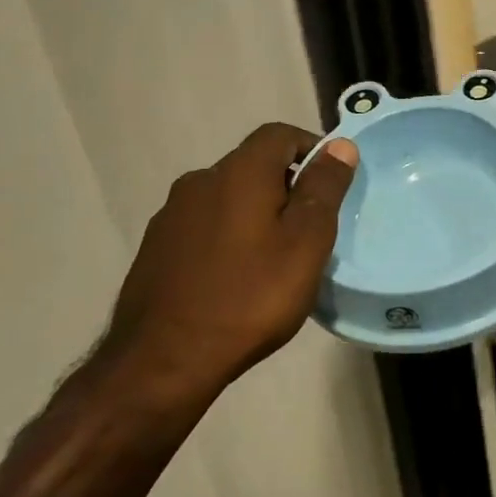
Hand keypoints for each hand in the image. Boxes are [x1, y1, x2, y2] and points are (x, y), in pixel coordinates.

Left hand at [104, 123, 357, 397]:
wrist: (163, 361)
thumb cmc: (250, 297)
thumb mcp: (306, 242)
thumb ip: (324, 188)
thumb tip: (339, 145)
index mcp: (238, 172)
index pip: (280, 134)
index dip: (312, 148)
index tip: (332, 183)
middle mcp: (199, 181)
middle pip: (253, 165)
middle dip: (286, 185)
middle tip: (310, 228)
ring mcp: (171, 215)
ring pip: (227, 197)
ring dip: (256, 212)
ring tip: (275, 256)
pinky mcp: (156, 248)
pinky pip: (204, 225)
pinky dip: (229, 236)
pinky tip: (237, 276)